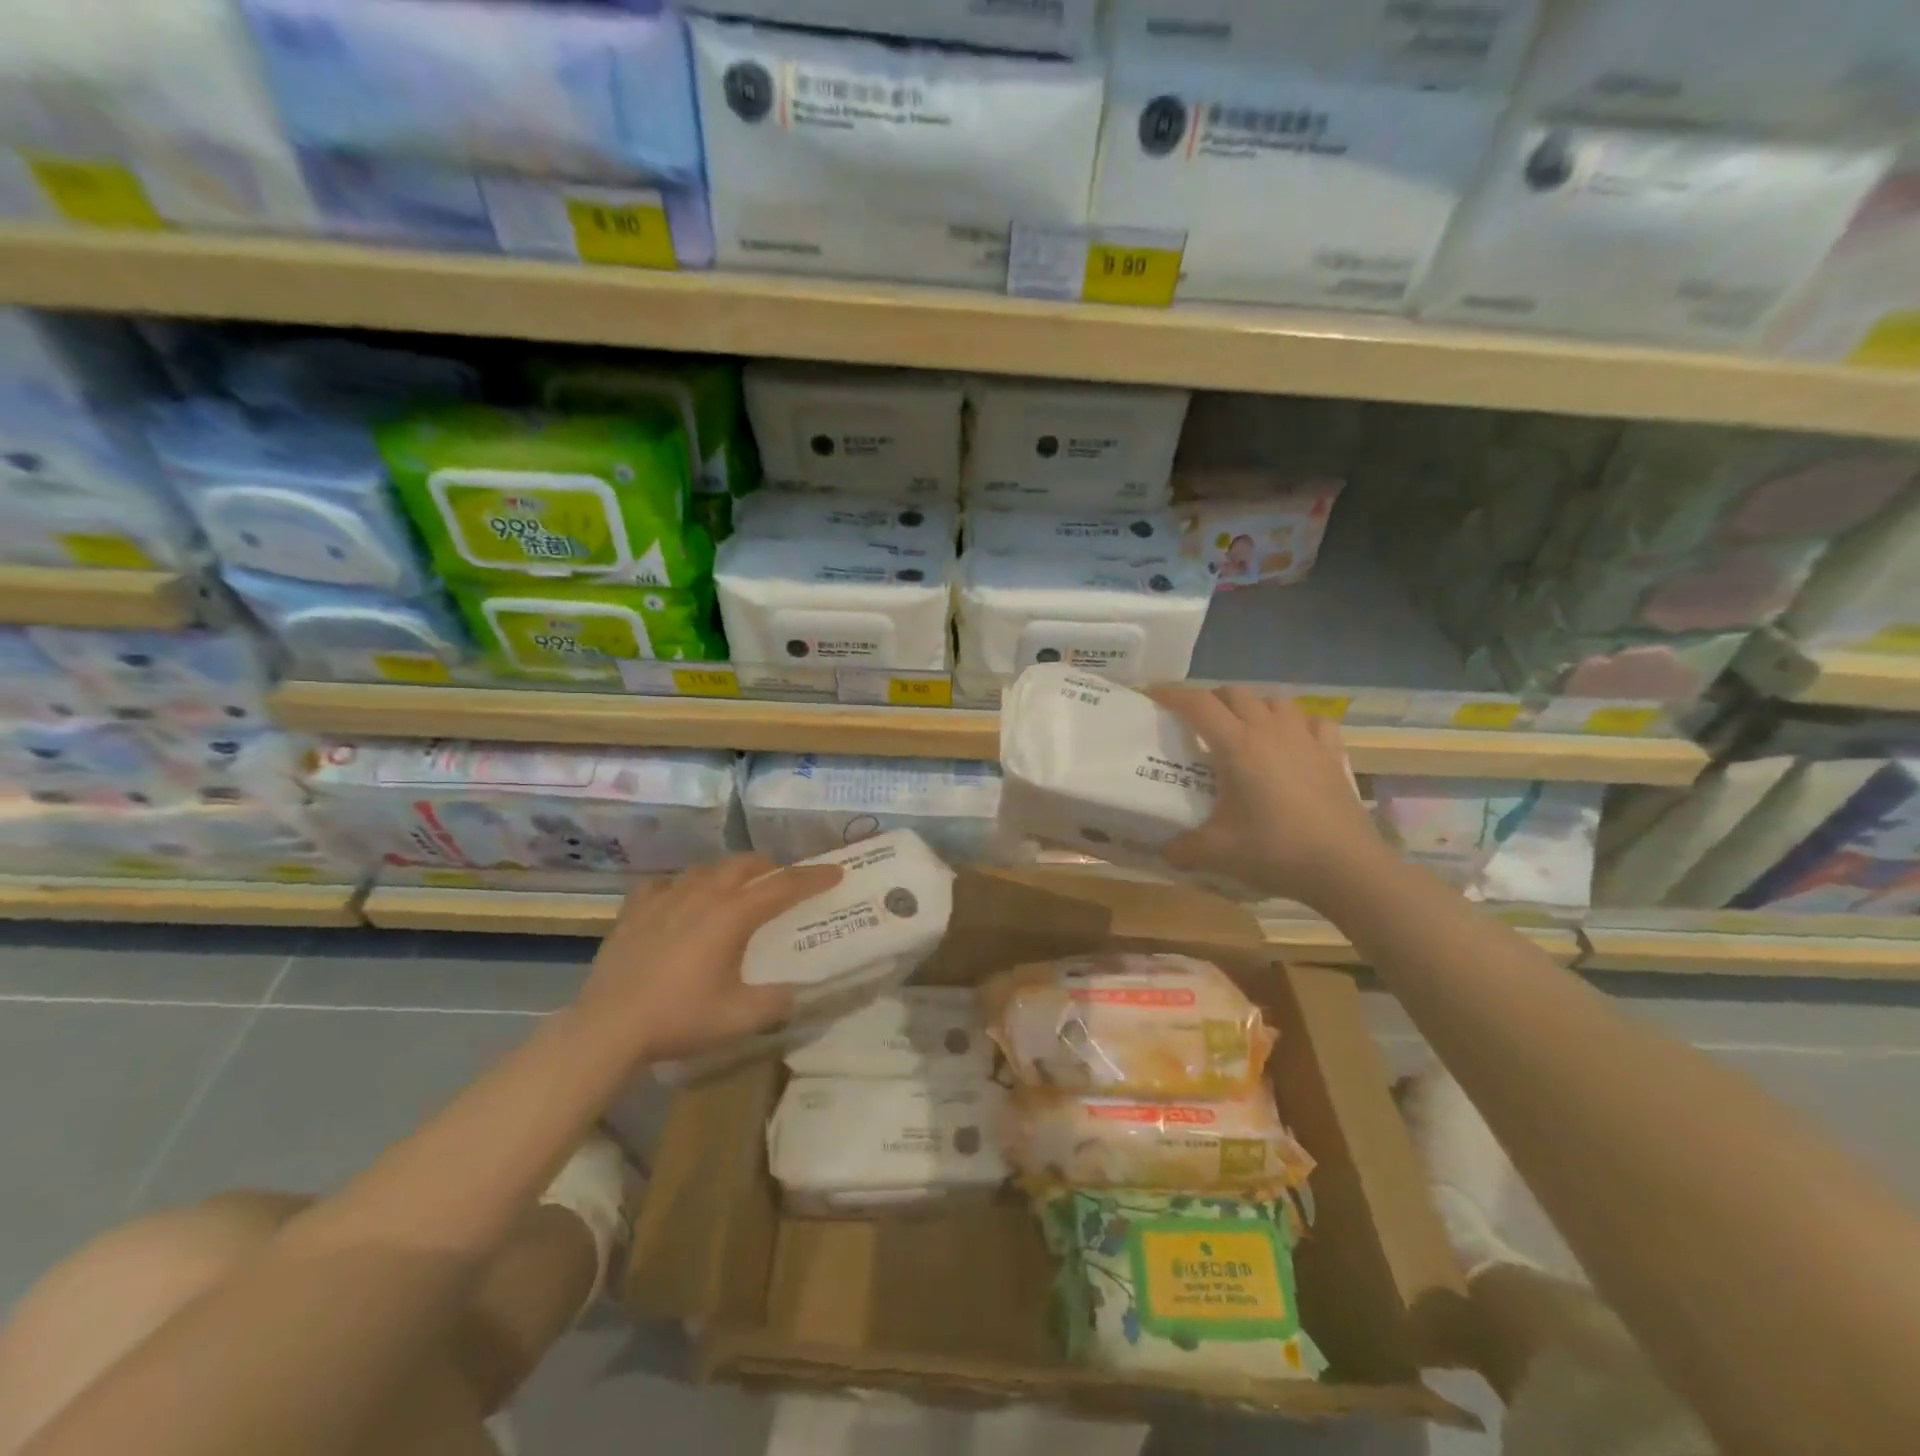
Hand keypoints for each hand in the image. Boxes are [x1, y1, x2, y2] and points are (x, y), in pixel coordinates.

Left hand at [575, 854, 843, 1063]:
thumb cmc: (680, 1018)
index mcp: (733, 914)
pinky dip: (680, 886)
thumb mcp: (739, 1017)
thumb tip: (798, 991)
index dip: (814, 877)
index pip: (784, 886)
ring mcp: (666, 897)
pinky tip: (678, 898)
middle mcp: (703, 894)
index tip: (836, 872)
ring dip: (729, 872)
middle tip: (784, 880)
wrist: (609, 1026)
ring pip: (706, 868)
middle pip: (745, 864)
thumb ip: (777, 1001)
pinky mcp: (635, 909)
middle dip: (771, 867)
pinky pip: (663, 883)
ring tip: (736, 887)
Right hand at [1149, 685, 1386, 907]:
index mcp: (1236, 745)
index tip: (1151, 695)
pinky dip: (1297, 723)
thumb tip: (1161, 851)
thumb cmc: (1275, 850)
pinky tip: (1293, 740)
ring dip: (1252, 706)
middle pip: (1234, 693)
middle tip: (1195, 721)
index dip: (1171, 694)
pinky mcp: (1332, 754)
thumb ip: (1181, 849)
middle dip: (1210, 699)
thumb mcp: (1217, 853)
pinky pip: (1313, 721)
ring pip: (1274, 701)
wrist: (1345, 867)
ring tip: (1241, 728)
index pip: (1197, 703)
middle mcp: (1270, 730)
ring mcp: (1305, 739)